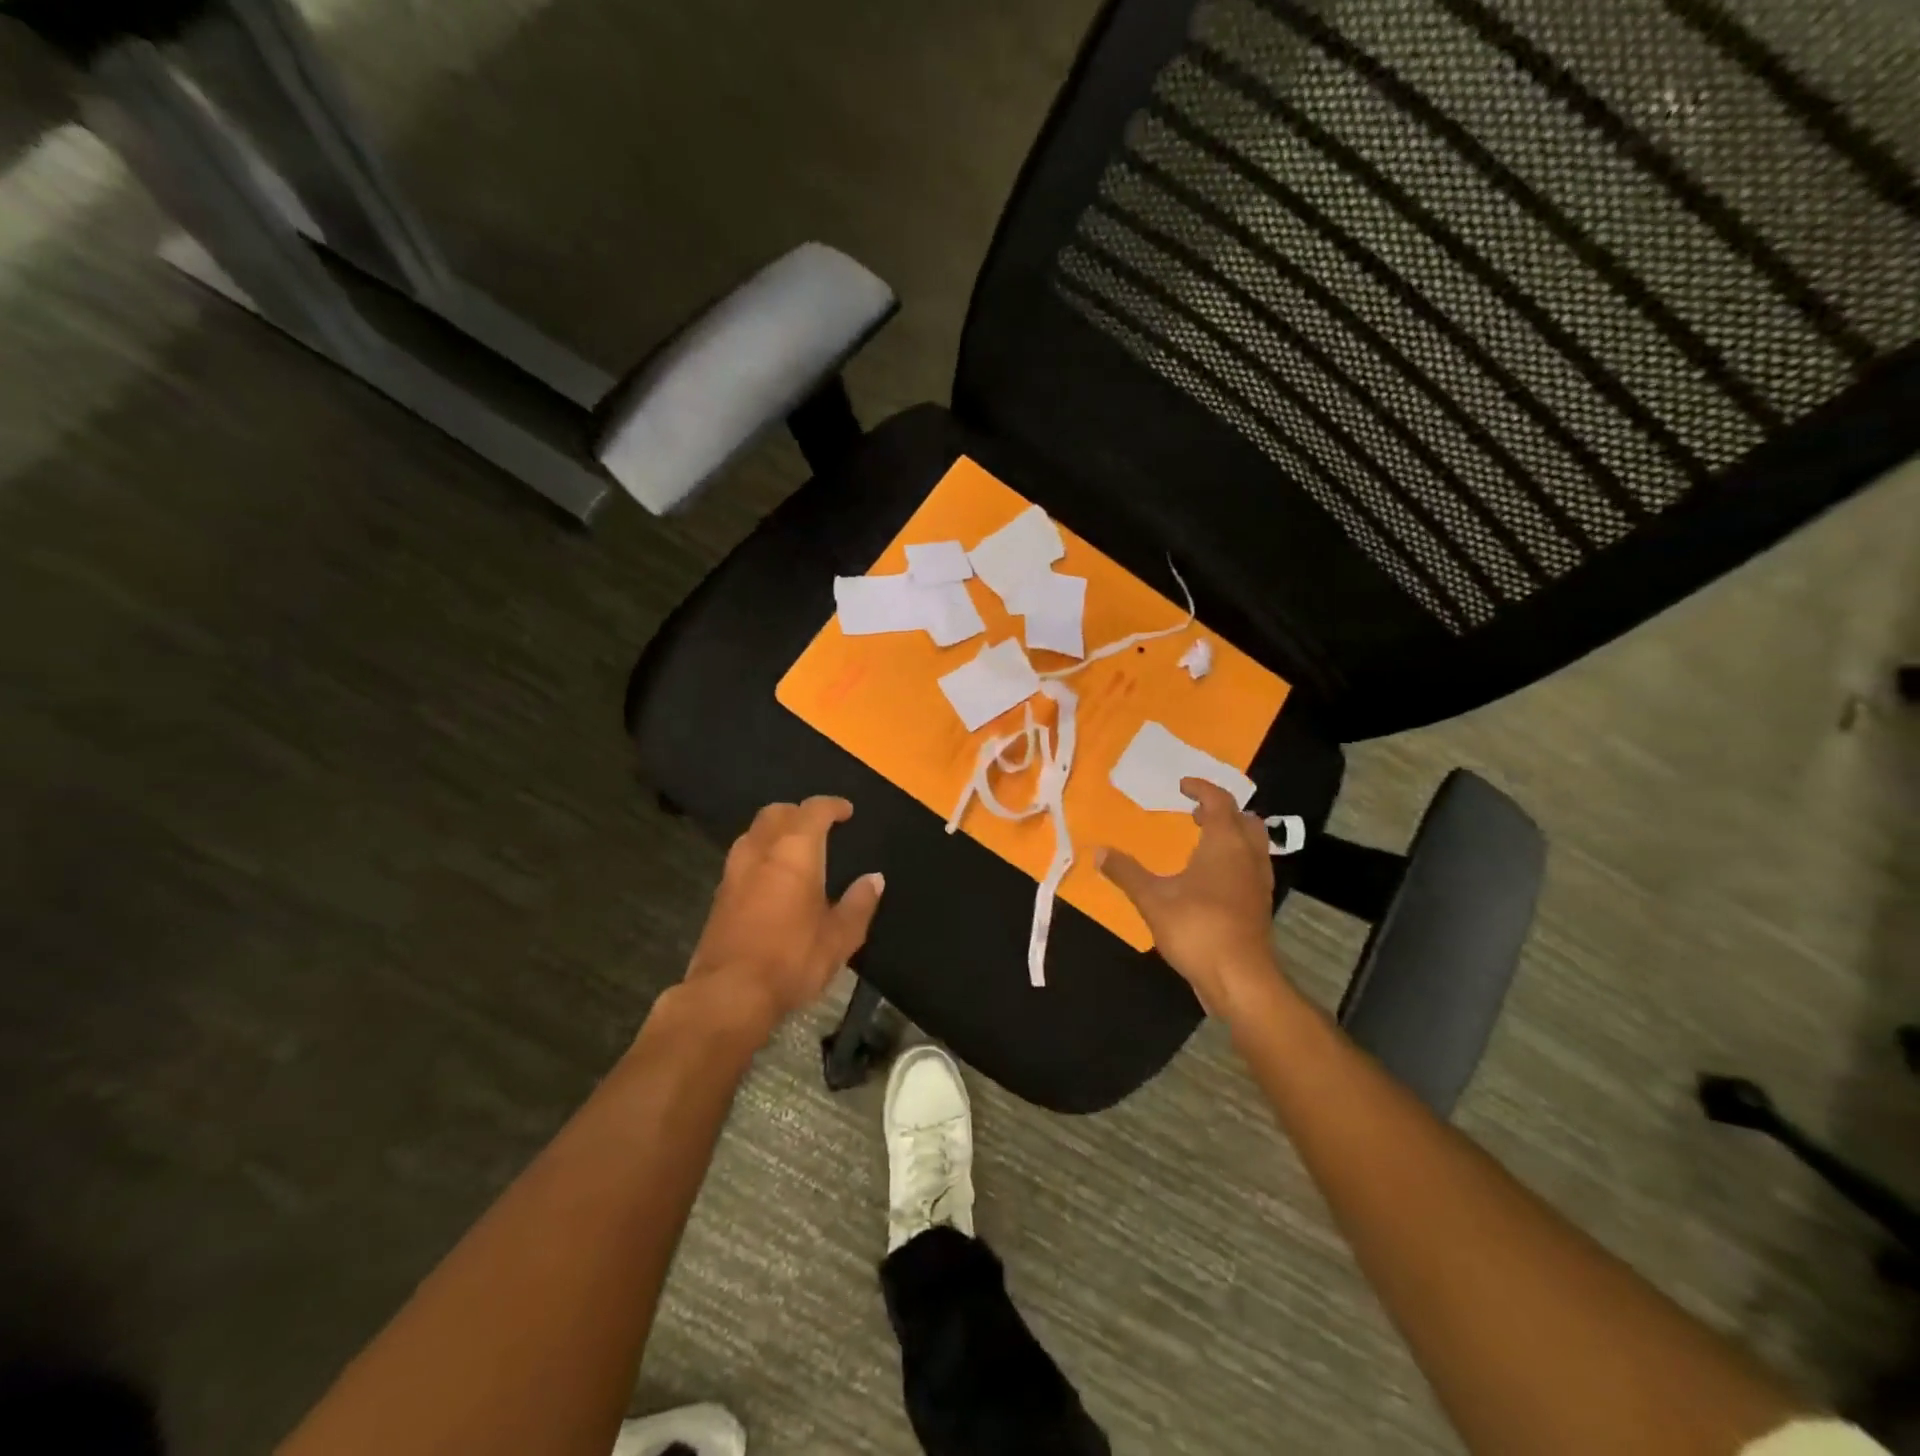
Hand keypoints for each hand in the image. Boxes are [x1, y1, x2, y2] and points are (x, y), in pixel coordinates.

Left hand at [686, 796, 884, 1030]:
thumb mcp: (839, 937)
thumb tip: (874, 879)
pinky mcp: (719, 896)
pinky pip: (742, 858)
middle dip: (798, 812)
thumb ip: (858, 904)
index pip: (813, 811)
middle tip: (819, 826)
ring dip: (774, 831)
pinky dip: (760, 855)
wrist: (729, 994)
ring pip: (753, 833)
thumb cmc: (792, 959)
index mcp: (794, 852)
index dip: (831, 806)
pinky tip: (771, 879)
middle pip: (776, 813)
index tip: (846, 811)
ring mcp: (734, 872)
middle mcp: (761, 852)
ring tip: (794, 849)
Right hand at [1097, 778, 1288, 1024]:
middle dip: (1222, 811)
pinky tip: (1212, 879)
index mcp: (1224, 843)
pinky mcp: (1259, 906)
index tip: (1182, 786)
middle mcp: (1248, 856)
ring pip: (1253, 845)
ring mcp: (1258, 882)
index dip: (1201, 789)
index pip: (1219, 801)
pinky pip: (1251, 868)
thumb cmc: (1196, 928)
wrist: (1239, 978)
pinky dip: (1234, 860)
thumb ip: (1126, 872)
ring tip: (1203, 842)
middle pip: (1245, 820)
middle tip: (1196, 813)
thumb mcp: (1152, 898)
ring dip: (1231, 835)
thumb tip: (1098, 851)